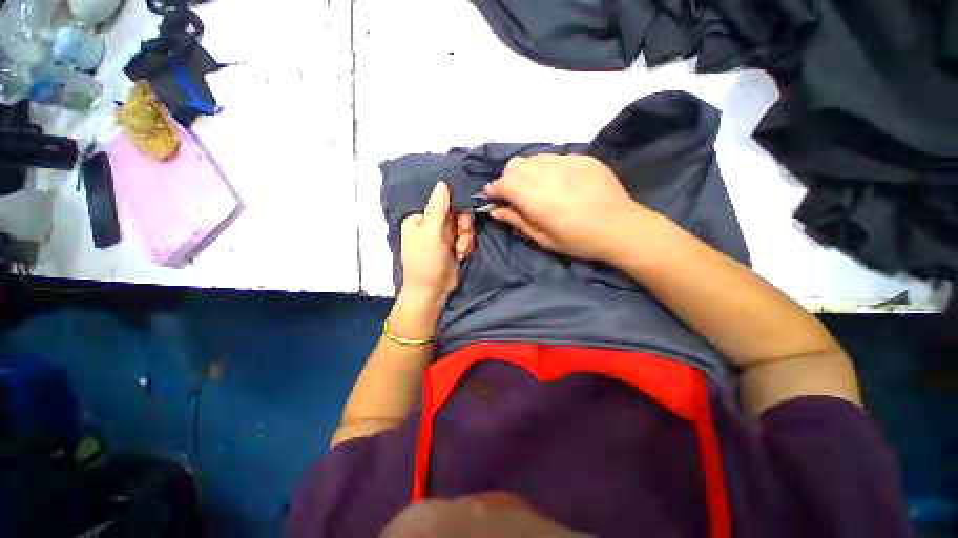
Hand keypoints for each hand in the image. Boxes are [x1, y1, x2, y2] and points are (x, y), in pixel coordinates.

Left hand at [399, 181, 474, 305]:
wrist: (431, 292)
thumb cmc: (426, 262)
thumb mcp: (431, 234)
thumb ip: (438, 209)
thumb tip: (442, 183)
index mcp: (419, 219)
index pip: (443, 204)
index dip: (457, 210)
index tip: (462, 222)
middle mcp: (430, 225)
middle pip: (456, 214)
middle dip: (462, 227)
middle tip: (463, 235)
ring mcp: (442, 236)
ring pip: (463, 226)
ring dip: (465, 239)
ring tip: (459, 251)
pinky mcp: (452, 246)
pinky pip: (465, 238)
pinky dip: (465, 246)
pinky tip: (460, 256)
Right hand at [483, 154, 647, 260]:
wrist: (622, 228)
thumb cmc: (579, 240)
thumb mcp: (543, 238)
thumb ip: (517, 221)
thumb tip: (496, 211)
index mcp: (535, 197)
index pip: (503, 184)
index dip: (494, 191)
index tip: (493, 199)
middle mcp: (546, 173)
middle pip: (515, 165)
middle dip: (509, 179)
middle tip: (517, 197)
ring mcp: (566, 161)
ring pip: (533, 158)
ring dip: (527, 172)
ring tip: (538, 189)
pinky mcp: (582, 158)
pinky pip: (555, 157)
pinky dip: (548, 168)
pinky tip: (560, 183)